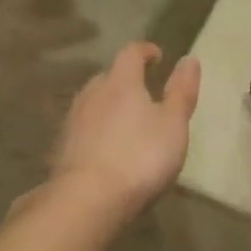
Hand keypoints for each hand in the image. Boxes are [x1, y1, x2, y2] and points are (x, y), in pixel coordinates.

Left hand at [48, 43, 199, 221]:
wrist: (87, 199)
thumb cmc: (139, 156)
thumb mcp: (173, 124)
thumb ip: (181, 91)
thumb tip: (189, 59)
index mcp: (121, 83)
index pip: (130, 53)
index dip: (145, 51)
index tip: (157, 56)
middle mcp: (92, 94)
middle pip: (108, 77)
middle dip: (125, 80)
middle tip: (143, 92)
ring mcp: (73, 121)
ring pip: (92, 102)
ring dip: (108, 105)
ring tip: (125, 121)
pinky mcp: (62, 148)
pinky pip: (83, 128)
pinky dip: (96, 130)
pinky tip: (105, 148)